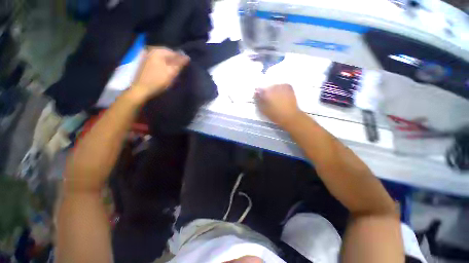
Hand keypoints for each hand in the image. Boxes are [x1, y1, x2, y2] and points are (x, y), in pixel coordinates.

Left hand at [130, 47, 188, 101]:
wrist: (141, 89)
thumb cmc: (158, 81)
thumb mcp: (171, 72)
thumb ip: (179, 64)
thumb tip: (187, 57)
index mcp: (157, 51)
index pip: (174, 52)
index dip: (180, 60)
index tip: (184, 67)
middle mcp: (151, 51)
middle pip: (167, 55)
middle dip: (174, 62)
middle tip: (179, 71)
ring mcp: (147, 57)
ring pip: (163, 59)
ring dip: (169, 65)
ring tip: (173, 73)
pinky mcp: (145, 64)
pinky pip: (158, 62)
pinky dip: (163, 67)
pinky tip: (165, 73)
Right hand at [254, 84, 303, 127]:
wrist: (290, 116)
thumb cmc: (275, 114)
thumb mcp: (263, 110)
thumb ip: (258, 101)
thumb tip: (256, 94)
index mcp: (266, 93)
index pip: (259, 90)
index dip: (259, 94)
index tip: (259, 98)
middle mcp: (273, 87)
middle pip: (267, 88)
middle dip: (266, 92)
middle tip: (268, 99)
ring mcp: (282, 86)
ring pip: (275, 86)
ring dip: (274, 91)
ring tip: (276, 98)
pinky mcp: (288, 87)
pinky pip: (282, 86)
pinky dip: (280, 89)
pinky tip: (281, 95)